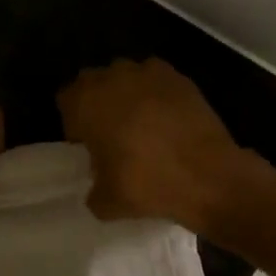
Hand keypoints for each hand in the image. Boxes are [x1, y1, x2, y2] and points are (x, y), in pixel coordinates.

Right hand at [59, 58, 261, 228]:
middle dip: (98, 103)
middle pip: (94, 83)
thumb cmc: (147, 184)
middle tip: (111, 134)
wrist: (209, 176)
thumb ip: (93, 189)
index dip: (74, 122)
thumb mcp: (106, 202)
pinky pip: (157, 81)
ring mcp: (149, 73)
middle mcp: (113, 78)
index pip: (66, 100)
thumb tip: (99, 187)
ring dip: (127, 95)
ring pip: (126, 77)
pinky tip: (167, 121)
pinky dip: (157, 95)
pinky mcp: (180, 78)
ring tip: (141, 125)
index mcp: (86, 102)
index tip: (88, 144)